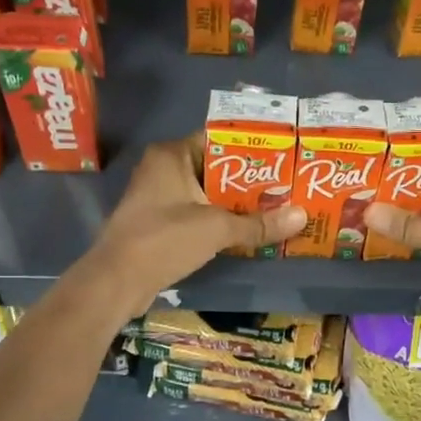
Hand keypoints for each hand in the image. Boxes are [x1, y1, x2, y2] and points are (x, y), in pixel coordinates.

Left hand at [77, 134, 306, 318]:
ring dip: (234, 203)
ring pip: (205, 193)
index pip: (218, 139)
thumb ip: (259, 223)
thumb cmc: (165, 239)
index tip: (282, 157)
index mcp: (172, 155)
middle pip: (214, 168)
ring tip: (273, 208)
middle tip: (285, 186)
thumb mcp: (218, 229)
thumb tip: (303, 216)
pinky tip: (245, 231)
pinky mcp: (157, 222)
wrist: (117, 280)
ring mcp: (157, 197)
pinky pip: (195, 213)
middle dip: (248, 180)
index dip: (251, 148)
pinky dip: (218, 220)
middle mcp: (162, 169)